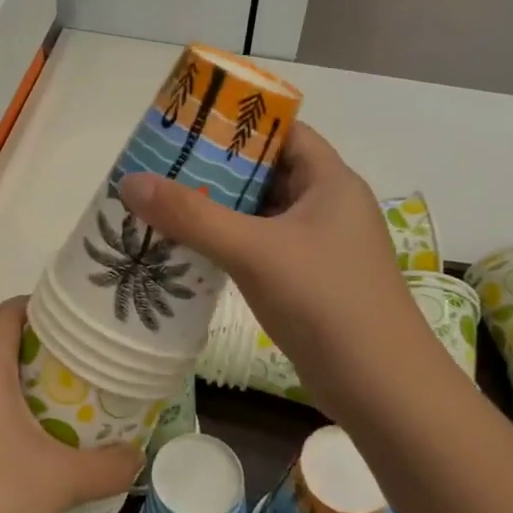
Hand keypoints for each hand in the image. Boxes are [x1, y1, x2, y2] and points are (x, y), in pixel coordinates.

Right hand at [118, 125, 448, 422]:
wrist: (381, 389)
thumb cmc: (326, 302)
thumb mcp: (254, 251)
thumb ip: (192, 216)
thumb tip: (130, 181)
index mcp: (329, 181)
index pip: (282, 132)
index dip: (238, 124)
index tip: (187, 127)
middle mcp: (327, 206)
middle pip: (266, 172)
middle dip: (216, 170)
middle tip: (161, 168)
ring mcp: (319, 247)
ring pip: (261, 214)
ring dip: (218, 211)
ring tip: (163, 205)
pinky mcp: (308, 281)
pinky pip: (261, 248)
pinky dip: (229, 245)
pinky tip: (190, 250)